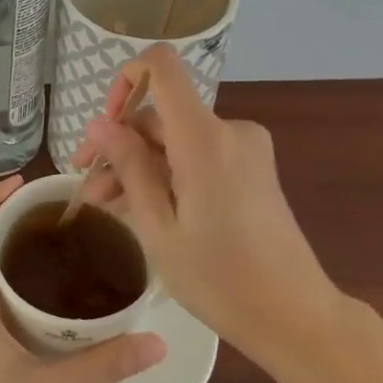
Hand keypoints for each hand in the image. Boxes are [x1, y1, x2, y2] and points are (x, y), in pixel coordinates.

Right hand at [72, 43, 333, 353]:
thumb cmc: (220, 279)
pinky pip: (197, 154)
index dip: (125, 79)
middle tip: (87, 189)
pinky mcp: (251, 166)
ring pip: (175, 140)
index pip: (161, 66)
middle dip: (119, 146)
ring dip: (139, 165)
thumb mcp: (159, 227)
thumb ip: (129, 167)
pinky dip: (167, 173)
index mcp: (204, 137)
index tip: (103, 126)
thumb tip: (99, 124)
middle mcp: (228, 129)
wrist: (296, 316)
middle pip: (161, 115)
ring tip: (105, 206)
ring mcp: (244, 148)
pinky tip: (140, 207)